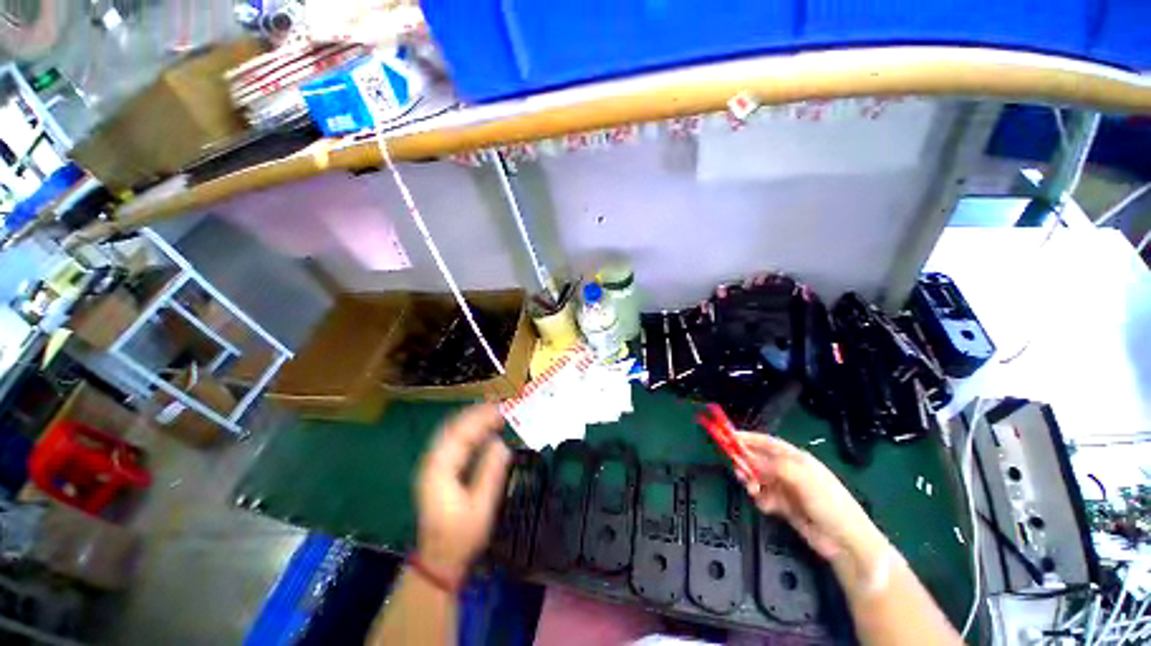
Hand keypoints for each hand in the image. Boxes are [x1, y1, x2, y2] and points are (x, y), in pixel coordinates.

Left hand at [415, 404, 510, 582]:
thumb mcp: (481, 507)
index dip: (481, 419)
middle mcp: (433, 463)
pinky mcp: (438, 470)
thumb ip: (490, 473)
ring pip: (451, 432)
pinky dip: (468, 430)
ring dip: (472, 419)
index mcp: (441, 471)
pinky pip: (453, 441)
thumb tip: (501, 443)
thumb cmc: (462, 536)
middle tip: (499, 405)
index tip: (501, 409)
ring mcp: (433, 466)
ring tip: (493, 411)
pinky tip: (482, 429)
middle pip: (453, 428)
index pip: (460, 435)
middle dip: (476, 414)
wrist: (439, 559)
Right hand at [732, 432, 888, 572]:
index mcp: (796, 458)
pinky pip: (765, 496)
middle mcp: (789, 470)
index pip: (767, 442)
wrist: (845, 542)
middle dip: (747, 463)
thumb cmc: (828, 503)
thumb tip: (748, 458)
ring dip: (753, 483)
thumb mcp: (801, 478)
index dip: (748, 438)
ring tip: (753, 491)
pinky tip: (768, 507)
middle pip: (760, 460)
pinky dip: (762, 500)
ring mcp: (787, 489)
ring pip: (760, 479)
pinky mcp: (785, 506)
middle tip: (738, 471)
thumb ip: (772, 465)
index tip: (728, 438)